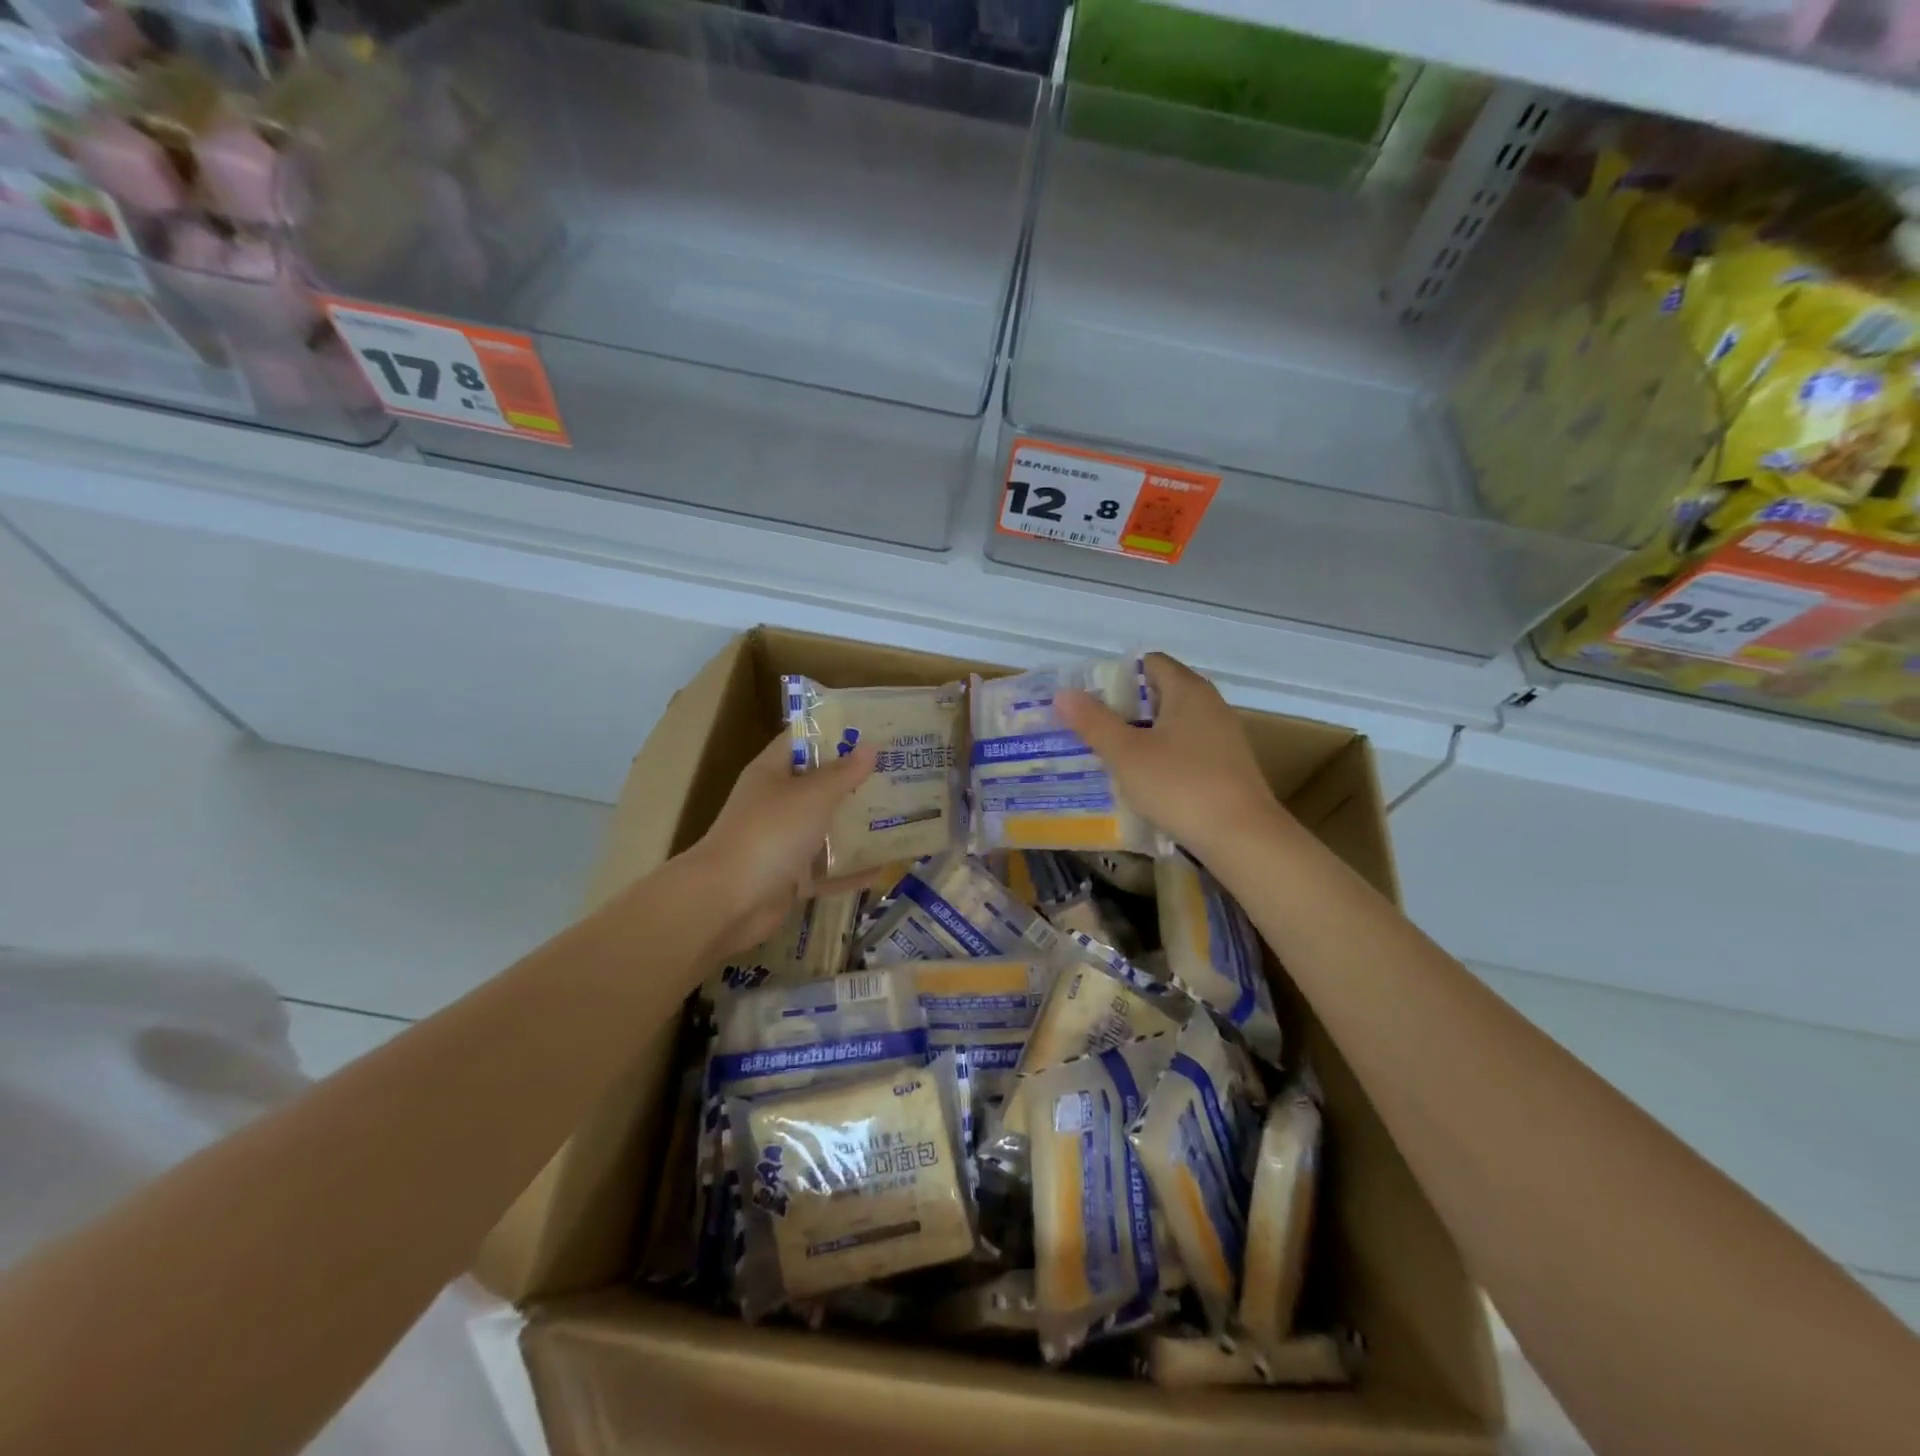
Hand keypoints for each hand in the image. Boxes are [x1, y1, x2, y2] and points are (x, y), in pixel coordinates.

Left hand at [684, 731, 877, 956]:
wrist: (727, 901)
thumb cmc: (770, 833)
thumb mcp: (812, 795)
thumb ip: (844, 772)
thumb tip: (870, 746)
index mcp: (772, 772)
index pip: (803, 739)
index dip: (835, 731)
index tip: (874, 729)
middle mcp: (776, 803)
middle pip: (819, 785)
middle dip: (856, 780)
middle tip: (899, 772)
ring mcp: (782, 842)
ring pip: (825, 828)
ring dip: (857, 825)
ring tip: (901, 815)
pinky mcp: (789, 877)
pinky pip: (827, 870)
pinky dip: (851, 871)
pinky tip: (885, 868)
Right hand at [1056, 652, 1284, 864]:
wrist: (1242, 838)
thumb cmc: (1180, 786)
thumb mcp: (1126, 754)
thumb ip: (1093, 722)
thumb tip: (1064, 694)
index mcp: (1188, 690)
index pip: (1149, 663)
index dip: (1116, 676)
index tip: (1088, 700)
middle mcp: (1210, 705)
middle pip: (1160, 694)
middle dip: (1124, 710)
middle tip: (1089, 730)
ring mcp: (1223, 737)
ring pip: (1172, 726)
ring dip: (1141, 737)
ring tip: (1108, 757)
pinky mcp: (1228, 768)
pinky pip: (1186, 751)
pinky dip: (1162, 758)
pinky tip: (1143, 783)